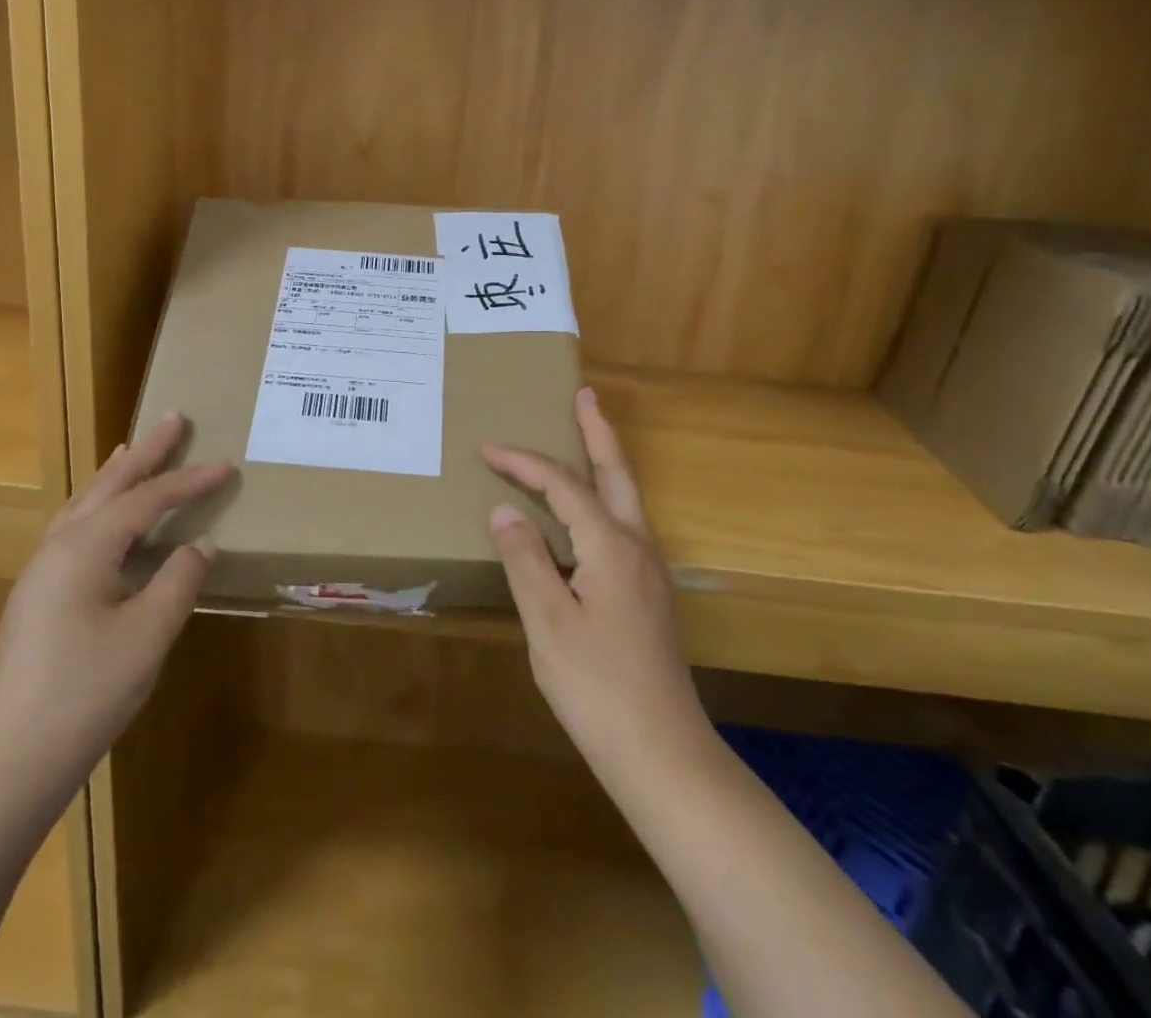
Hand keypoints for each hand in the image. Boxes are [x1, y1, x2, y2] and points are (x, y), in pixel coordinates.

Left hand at [0, 413, 232, 807]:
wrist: (12, 759)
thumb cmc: (87, 692)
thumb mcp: (148, 634)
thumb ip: (179, 580)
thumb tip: (201, 545)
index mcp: (86, 547)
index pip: (148, 499)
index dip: (190, 481)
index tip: (227, 465)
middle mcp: (59, 546)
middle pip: (109, 485)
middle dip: (145, 452)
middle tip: (172, 418)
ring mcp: (42, 571)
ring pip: (85, 504)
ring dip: (116, 475)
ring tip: (134, 450)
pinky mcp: (38, 595)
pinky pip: (75, 527)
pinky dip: (99, 505)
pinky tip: (106, 517)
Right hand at [482, 388, 711, 793]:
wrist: (663, 755)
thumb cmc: (598, 687)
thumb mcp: (548, 622)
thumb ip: (525, 559)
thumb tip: (506, 509)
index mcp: (611, 546)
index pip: (563, 485)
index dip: (524, 463)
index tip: (487, 449)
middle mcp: (638, 547)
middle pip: (618, 473)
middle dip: (598, 431)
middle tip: (585, 395)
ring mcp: (650, 572)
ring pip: (627, 498)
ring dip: (606, 461)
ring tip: (588, 437)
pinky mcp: (649, 595)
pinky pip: (624, 525)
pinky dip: (604, 498)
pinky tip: (588, 514)